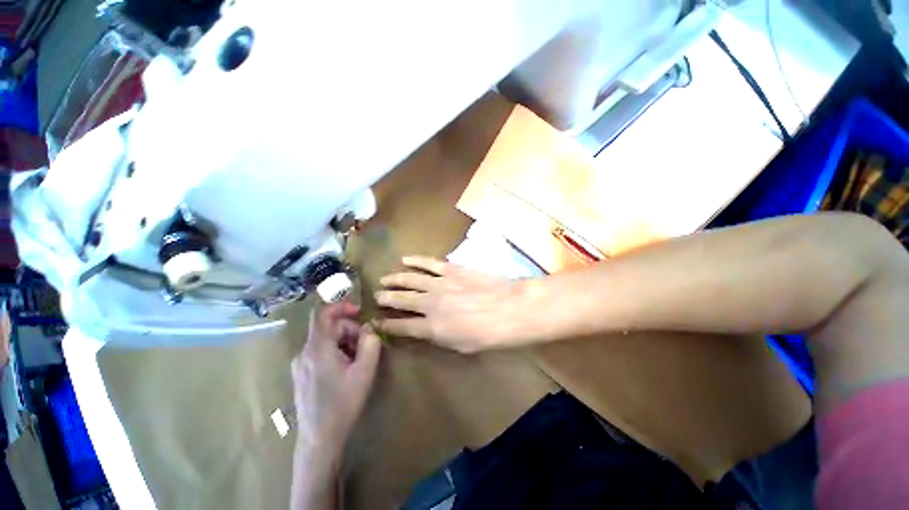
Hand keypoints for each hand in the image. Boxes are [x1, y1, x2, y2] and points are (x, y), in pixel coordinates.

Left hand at [291, 301, 380, 455]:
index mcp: (317, 348)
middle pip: (328, 328)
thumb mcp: (364, 371)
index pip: (322, 314)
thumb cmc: (343, 403)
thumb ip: (370, 344)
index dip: (340, 306)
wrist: (319, 438)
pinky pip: (320, 352)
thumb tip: (369, 328)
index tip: (359, 311)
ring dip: (344, 342)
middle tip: (366, 345)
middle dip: (349, 330)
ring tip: (357, 360)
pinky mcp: (301, 374)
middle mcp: (304, 353)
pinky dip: (336, 352)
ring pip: (325, 340)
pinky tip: (346, 369)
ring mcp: (300, 364)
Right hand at [374, 256, 531, 352]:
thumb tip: (426, 329)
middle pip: (402, 300)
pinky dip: (415, 261)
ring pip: (410, 280)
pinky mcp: (451, 269)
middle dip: (386, 298)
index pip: (402, 326)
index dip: (387, 325)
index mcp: (432, 327)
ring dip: (395, 279)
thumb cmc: (489, 334)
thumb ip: (440, 337)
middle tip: (376, 295)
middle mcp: (430, 304)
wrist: (509, 308)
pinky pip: (429, 263)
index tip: (376, 321)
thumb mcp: (461, 346)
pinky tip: (405, 259)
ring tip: (384, 279)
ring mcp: (439, 284)